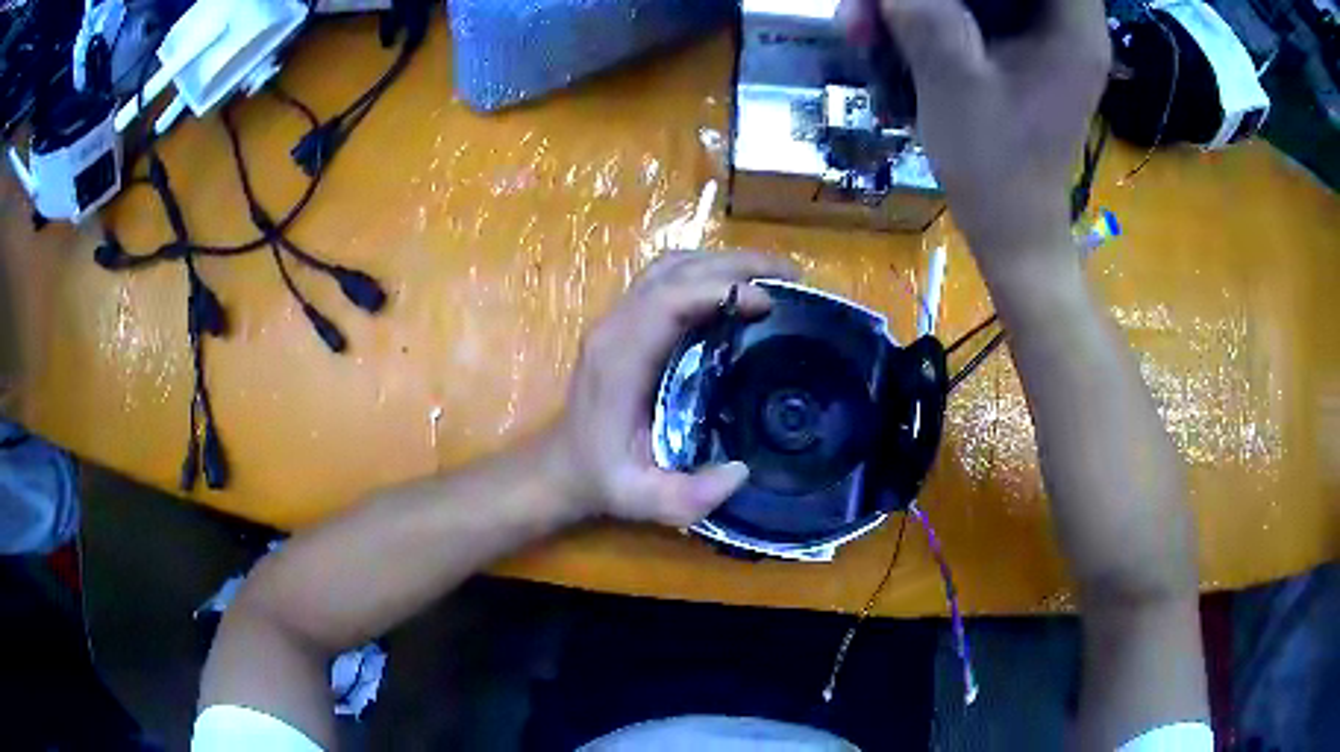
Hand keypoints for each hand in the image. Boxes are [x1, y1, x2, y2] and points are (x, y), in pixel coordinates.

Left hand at [550, 251, 798, 526]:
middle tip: (791, 275)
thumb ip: (688, 498)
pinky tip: (736, 288)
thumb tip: (739, 471)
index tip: (768, 304)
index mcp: (620, 358)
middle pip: (676, 269)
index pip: (669, 300)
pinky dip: (706, 272)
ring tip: (771, 276)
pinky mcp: (625, 320)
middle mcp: (616, 326)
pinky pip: (666, 277)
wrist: (564, 465)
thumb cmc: (602, 477)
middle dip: (736, 264)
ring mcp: (617, 317)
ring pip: (671, 265)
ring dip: (723, 262)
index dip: (721, 290)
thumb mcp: (642, 500)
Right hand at [839, 0, 1109, 276]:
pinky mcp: (1019, 49)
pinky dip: (928, 13)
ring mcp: (1041, 35)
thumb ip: (924, 14)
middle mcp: (1064, 23)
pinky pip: (974, 8)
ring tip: (864, 24)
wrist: (1010, 227)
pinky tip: (885, 34)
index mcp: (1071, 29)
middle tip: (878, 5)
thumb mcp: (955, 84)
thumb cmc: (997, 169)